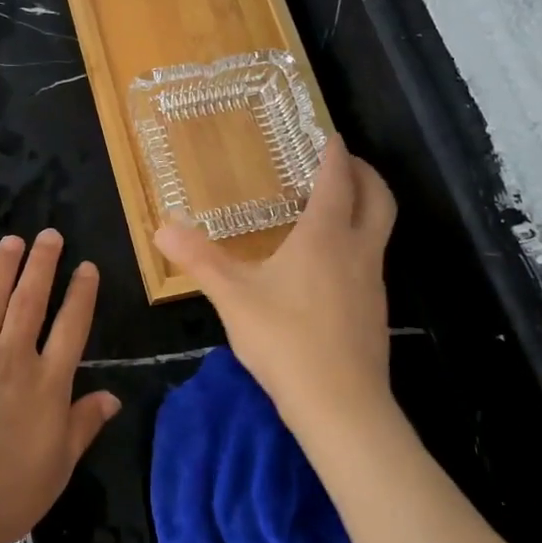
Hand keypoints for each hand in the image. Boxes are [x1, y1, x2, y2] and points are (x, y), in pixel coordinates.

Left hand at [0, 229, 119, 542]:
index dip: (81, 293)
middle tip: (49, 235)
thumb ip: (83, 425)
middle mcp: (13, 360)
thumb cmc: (5, 494)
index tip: (86, 267)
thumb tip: (112, 396)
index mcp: (47, 385)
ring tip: (14, 241)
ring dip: (5, 269)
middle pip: (31, 301)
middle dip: (42, 264)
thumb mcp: (57, 467)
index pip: (70, 327)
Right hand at [155, 136, 396, 438]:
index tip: (330, 136)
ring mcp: (373, 282)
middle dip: (365, 174)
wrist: (341, 406)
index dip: (335, 155)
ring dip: (365, 207)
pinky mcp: (375, 310)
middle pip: (379, 199)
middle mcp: (357, 250)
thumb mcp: (233, 296)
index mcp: (324, 236)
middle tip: (343, 162)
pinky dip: (358, 241)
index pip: (337, 181)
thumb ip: (199, 259)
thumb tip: (161, 227)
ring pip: (380, 230)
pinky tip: (329, 263)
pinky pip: (371, 259)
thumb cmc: (285, 340)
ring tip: (333, 208)